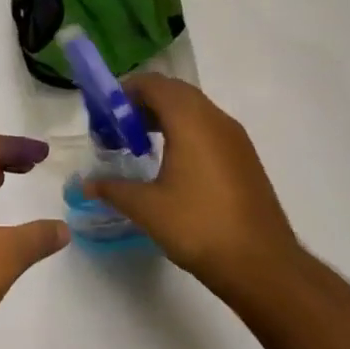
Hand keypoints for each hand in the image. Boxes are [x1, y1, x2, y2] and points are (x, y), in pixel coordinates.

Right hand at [83, 75, 298, 297]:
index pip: (153, 84)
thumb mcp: (148, 208)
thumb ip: (114, 188)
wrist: (263, 264)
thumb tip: (86, 184)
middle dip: (143, 102)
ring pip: (194, 108)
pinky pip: (208, 126)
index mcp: (190, 120)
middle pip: (174, 91)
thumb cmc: (200, 227)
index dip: (125, 91)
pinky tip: (172, 162)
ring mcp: (234, 136)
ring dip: (165, 115)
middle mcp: (215, 118)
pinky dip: (185, 129)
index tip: (104, 112)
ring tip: (140, 143)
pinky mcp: (244, 156)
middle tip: (117, 127)